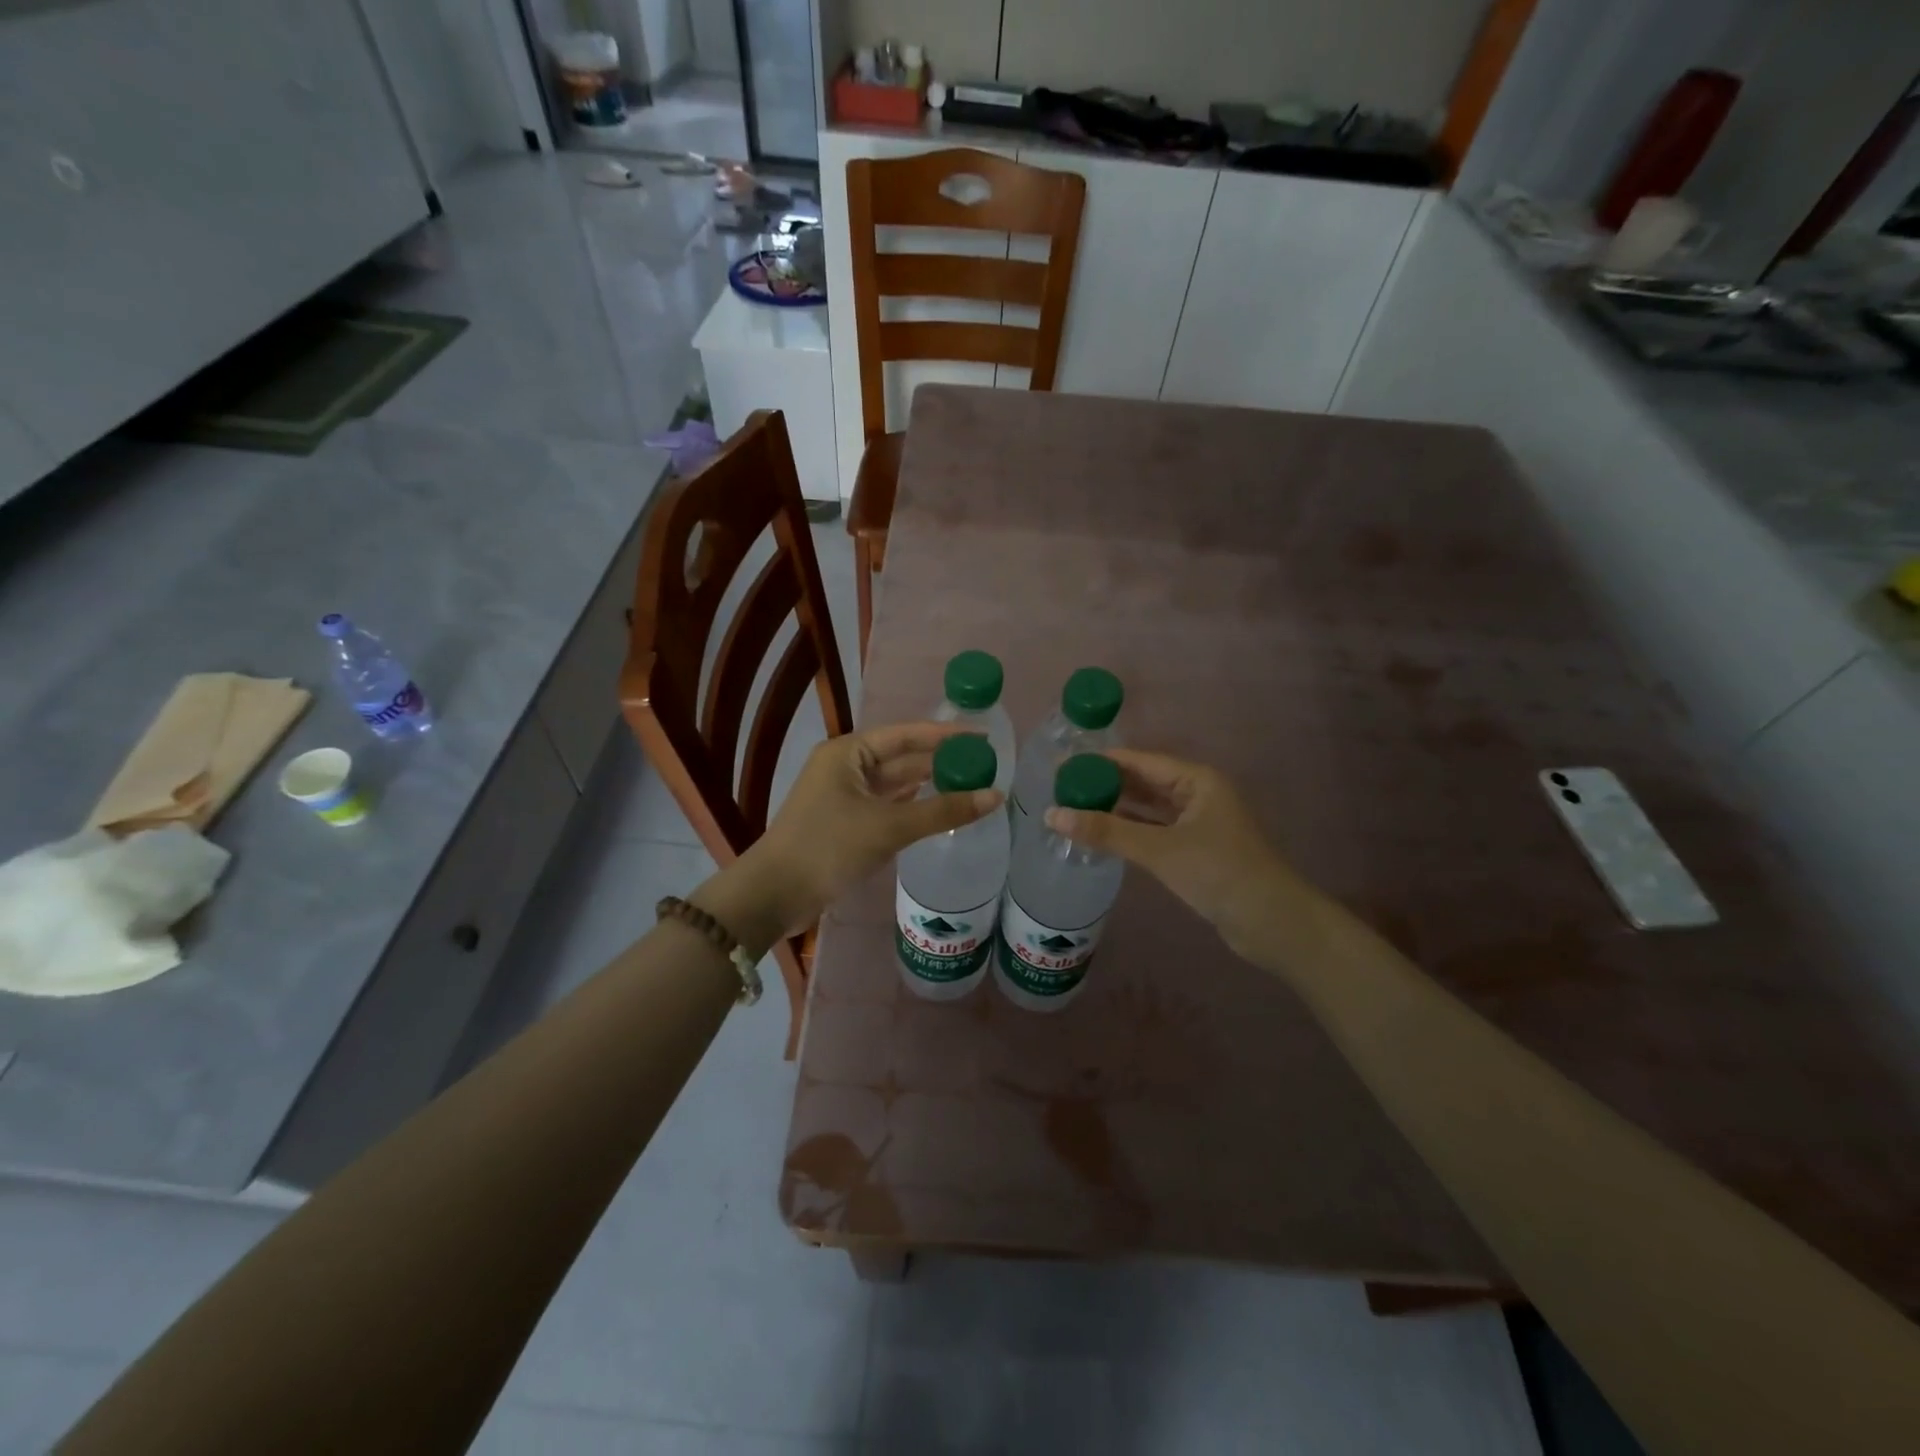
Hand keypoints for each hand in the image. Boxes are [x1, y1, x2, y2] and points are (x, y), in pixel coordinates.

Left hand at [696, 722, 1000, 954]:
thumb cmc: (828, 846)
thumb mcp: (889, 826)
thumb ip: (943, 811)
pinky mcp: (844, 824)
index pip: (907, 734)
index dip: (946, 735)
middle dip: (940, 762)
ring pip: (895, 785)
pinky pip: (887, 807)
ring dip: (928, 786)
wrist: (774, 894)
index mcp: (849, 752)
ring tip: (970, 786)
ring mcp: (843, 796)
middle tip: (984, 767)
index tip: (983, 738)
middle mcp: (845, 767)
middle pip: (902, 758)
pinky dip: (912, 808)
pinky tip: (937, 810)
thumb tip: (995, 796)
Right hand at [1045, 749, 1309, 966]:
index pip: (1139, 761)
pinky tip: (1102, 836)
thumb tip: (1052, 814)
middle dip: (1105, 785)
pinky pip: (1155, 832)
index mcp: (1197, 780)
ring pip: (1148, 809)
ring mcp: (1198, 824)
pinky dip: (1130, 832)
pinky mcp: (1196, 851)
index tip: (1063, 766)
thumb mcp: (1159, 849)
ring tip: (1073, 809)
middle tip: (1060, 789)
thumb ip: (1106, 831)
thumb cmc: (1219, 873)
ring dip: (1116, 809)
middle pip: (1143, 782)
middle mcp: (1198, 795)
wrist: (1273, 924)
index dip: (1100, 762)